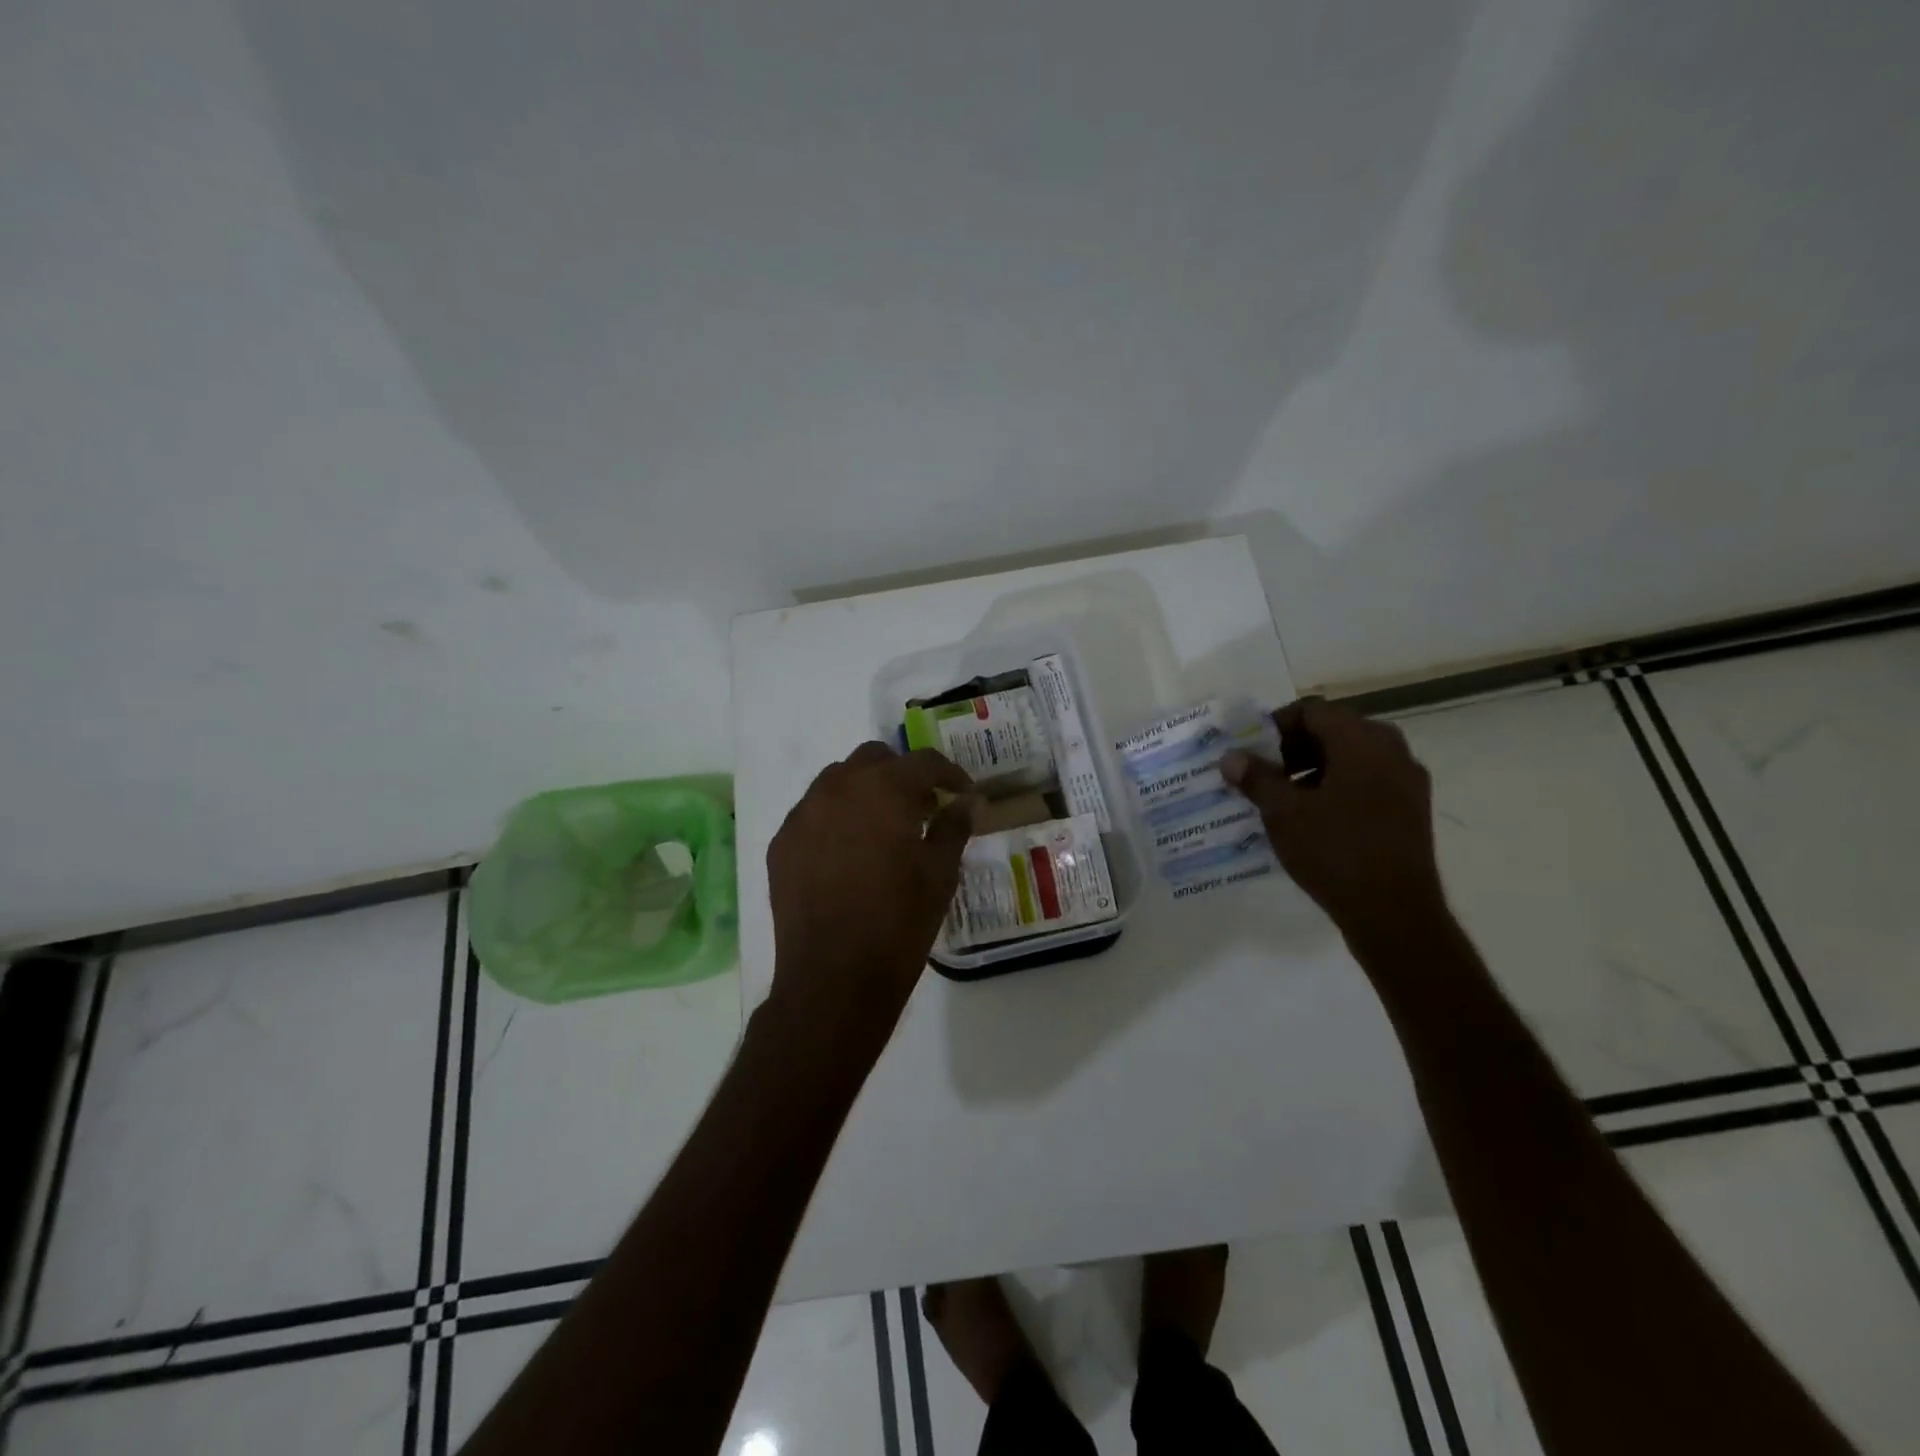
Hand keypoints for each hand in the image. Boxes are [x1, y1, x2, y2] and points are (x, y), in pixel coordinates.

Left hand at [766, 742, 974, 1051]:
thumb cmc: (899, 924)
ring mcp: (803, 814)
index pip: (923, 762)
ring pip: (837, 779)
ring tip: (884, 827)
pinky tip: (849, 851)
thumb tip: (968, 801)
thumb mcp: (939, 874)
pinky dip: (836, 817)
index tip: (962, 792)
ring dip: (865, 790)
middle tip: (922, 807)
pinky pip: (812, 812)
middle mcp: (837, 788)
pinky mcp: (781, 843)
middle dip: (902, 774)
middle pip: (874, 759)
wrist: (834, 979)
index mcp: (883, 790)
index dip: (949, 773)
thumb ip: (954, 827)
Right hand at [1221, 699, 1444, 938]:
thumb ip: (1256, 778)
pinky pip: (1366, 781)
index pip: (1312, 710)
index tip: (1250, 751)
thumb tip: (1231, 757)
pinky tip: (1311, 818)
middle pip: (1333, 730)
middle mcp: (1392, 750)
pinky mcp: (1411, 809)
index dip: (1275, 725)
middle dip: (1292, 747)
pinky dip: (1336, 787)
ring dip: (1313, 768)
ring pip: (1351, 757)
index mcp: (1362, 740)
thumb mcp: (1283, 812)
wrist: (1394, 913)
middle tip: (1262, 773)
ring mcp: (1407, 780)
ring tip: (1282, 798)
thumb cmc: (1335, 851)